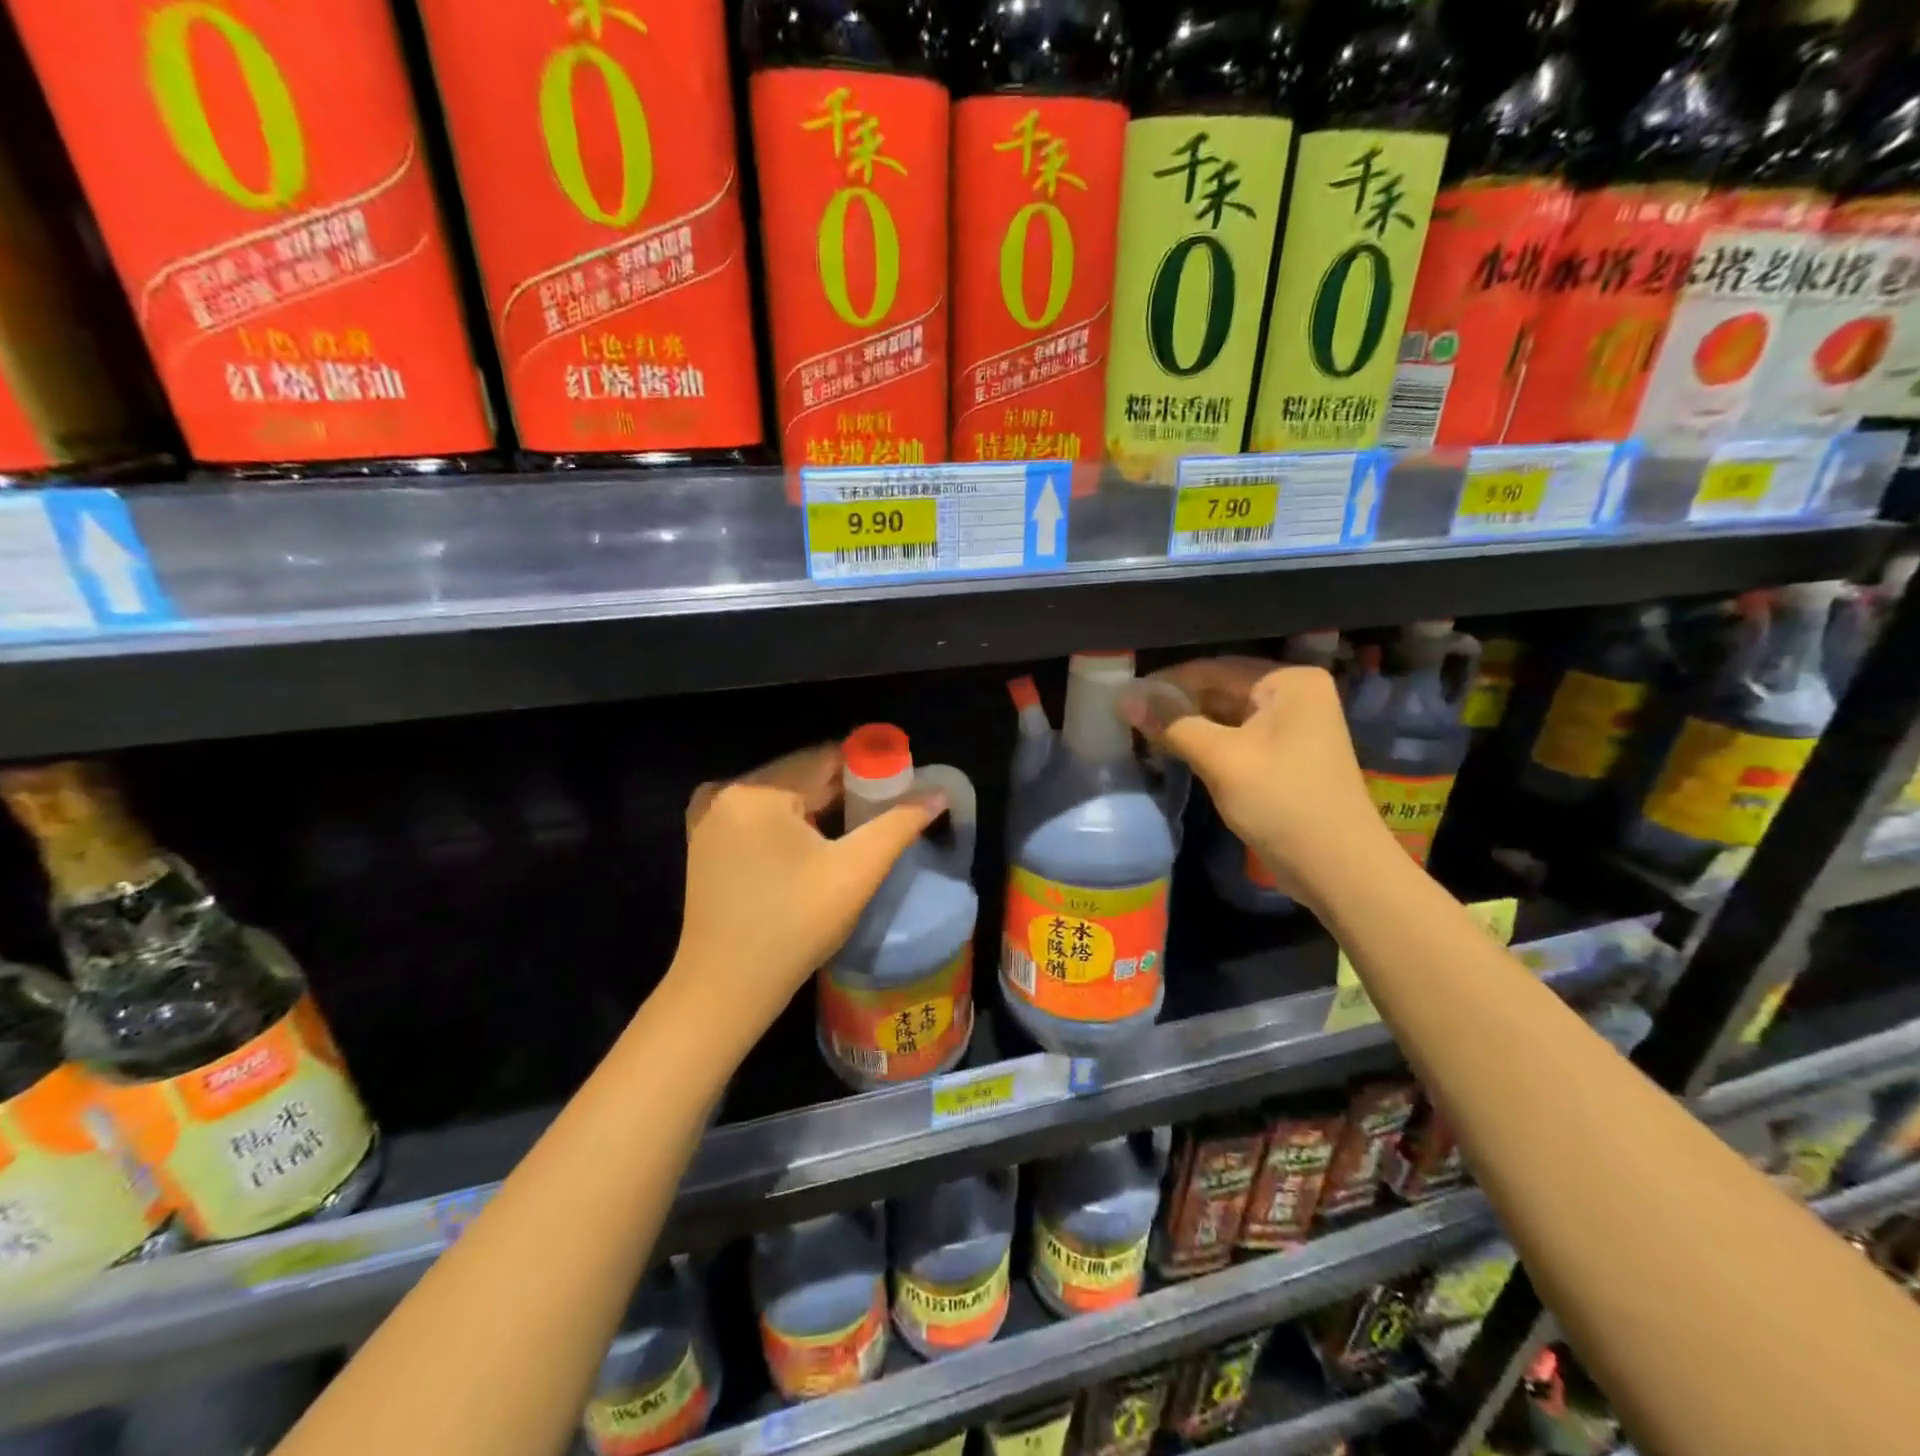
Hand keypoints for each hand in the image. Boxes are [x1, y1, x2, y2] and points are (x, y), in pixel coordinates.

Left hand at [666, 744, 945, 1047]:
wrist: (725, 990)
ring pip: (783, 794)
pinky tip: (813, 848)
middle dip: (845, 791)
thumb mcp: (856, 872)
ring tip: (855, 834)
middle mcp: (725, 791)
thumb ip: (899, 824)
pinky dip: (790, 822)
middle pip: (802, 774)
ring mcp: (708, 816)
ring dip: (819, 807)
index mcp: (756, 790)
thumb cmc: (794, 927)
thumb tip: (938, 792)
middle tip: (882, 816)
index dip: (870, 769)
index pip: (827, 758)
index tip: (900, 790)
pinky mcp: (704, 840)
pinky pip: (760, 815)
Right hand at [1123, 659, 1394, 909]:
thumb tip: (1125, 698)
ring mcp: (1292, 726)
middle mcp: (1294, 694)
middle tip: (1128, 717)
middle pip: (1221, 688)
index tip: (1124, 696)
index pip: (1213, 668)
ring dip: (1187, 724)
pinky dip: (1206, 742)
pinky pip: (1237, 737)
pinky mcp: (1285, 755)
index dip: (1166, 682)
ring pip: (1226, 715)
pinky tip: (1173, 750)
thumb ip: (1173, 724)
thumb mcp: (1221, 759)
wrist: (1338, 868)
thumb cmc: (1282, 802)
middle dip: (1176, 704)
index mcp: (1288, 681)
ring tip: (1142, 733)